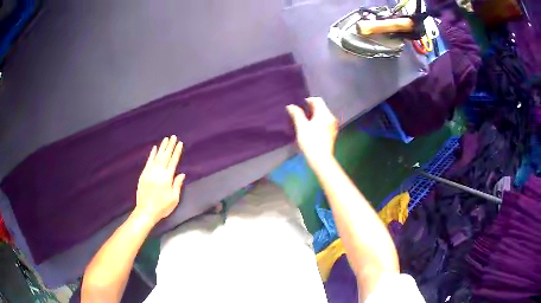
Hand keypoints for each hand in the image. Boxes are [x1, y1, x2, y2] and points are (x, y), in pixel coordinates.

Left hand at [134, 135, 184, 223]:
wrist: (146, 211)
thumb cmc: (162, 207)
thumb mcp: (174, 199)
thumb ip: (177, 185)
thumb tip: (182, 174)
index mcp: (167, 178)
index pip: (173, 161)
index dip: (177, 152)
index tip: (180, 143)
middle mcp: (158, 172)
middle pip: (165, 156)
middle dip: (170, 146)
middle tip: (173, 137)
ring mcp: (150, 172)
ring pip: (157, 157)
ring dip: (162, 147)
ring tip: (165, 139)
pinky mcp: (143, 174)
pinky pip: (148, 162)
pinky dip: (152, 154)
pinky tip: (154, 148)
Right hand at [286, 97, 338, 164]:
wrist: (321, 159)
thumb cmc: (310, 142)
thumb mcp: (301, 127)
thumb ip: (297, 114)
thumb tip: (291, 106)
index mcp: (324, 114)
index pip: (317, 100)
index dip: (308, 100)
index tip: (300, 106)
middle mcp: (331, 117)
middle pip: (321, 107)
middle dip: (311, 108)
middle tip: (300, 114)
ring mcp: (333, 125)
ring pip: (323, 115)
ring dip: (314, 115)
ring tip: (305, 121)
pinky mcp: (333, 133)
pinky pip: (325, 122)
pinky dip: (319, 121)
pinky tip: (312, 129)